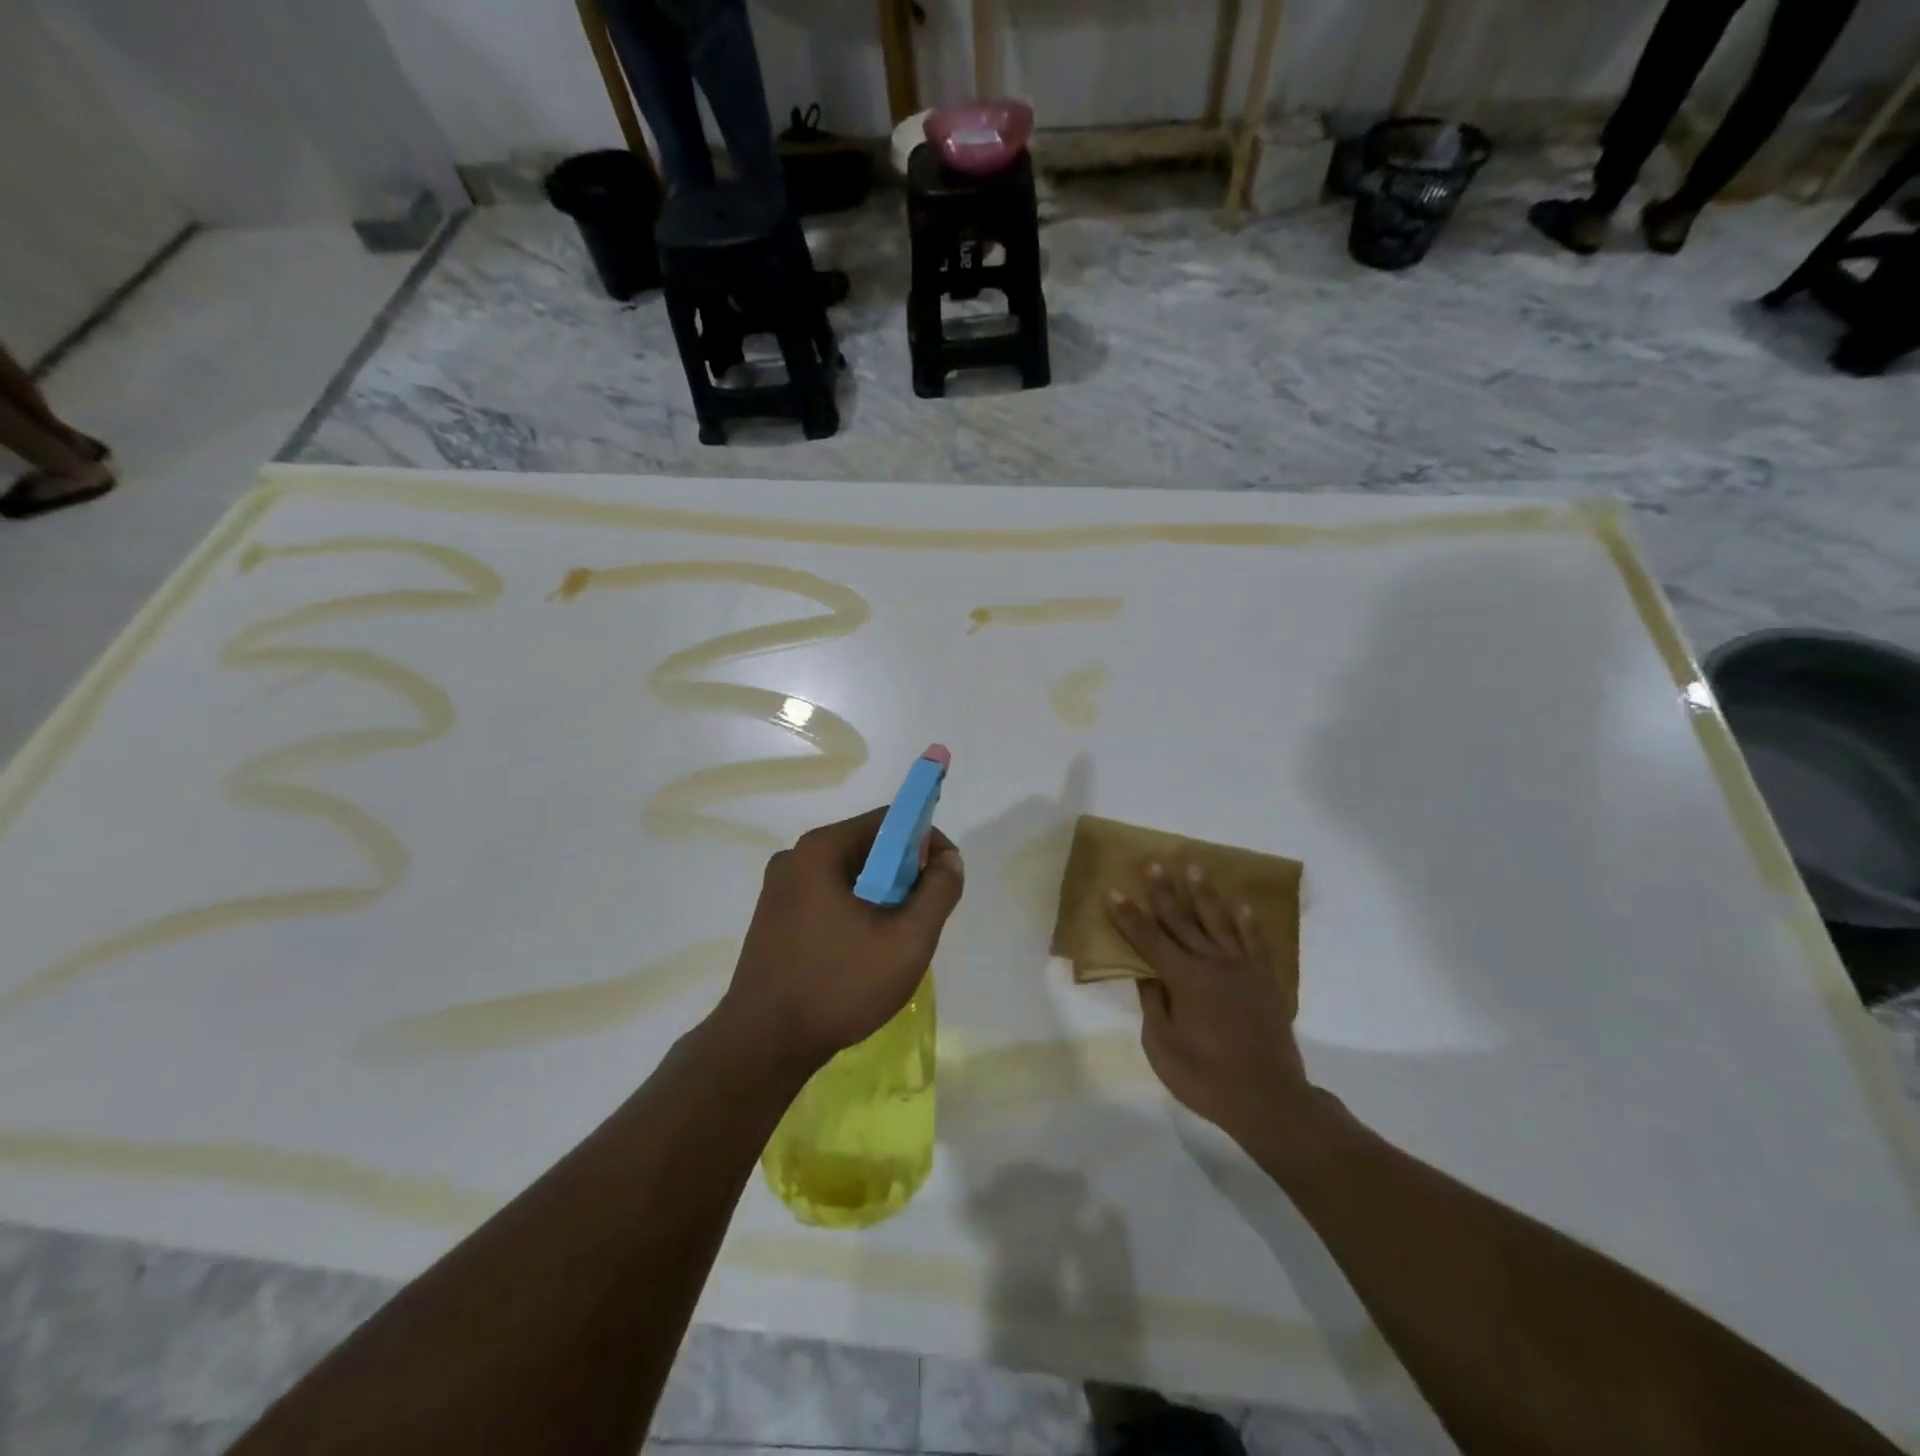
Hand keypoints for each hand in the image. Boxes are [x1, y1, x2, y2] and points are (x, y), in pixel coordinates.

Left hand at [717, 807, 964, 1075]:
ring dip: (880, 897)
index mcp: (821, 849)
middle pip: (867, 847)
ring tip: (894, 942)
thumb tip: (949, 860)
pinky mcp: (772, 918)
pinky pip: (826, 898)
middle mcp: (794, 858)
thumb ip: (938, 892)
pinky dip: (854, 912)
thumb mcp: (907, 940)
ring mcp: (778, 889)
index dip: (927, 842)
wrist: (763, 1046)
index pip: (889, 821)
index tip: (945, 879)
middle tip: (922, 918)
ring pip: (849, 876)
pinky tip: (861, 953)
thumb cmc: (839, 986)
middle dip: (904, 875)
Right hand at [1108, 860, 1311, 1150]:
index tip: (1114, 891)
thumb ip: (1153, 1005)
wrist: (1269, 1100)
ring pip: (1219, 921)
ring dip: (1203, 893)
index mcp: (1184, 979)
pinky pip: (1256, 942)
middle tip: (1153, 863)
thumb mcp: (1162, 1047)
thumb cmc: (1206, 1078)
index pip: (1149, 939)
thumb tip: (1147, 974)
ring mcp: (1243, 969)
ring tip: (1193, 866)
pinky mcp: (1266, 980)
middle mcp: (1213, 964)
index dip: (1128, 916)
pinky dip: (1248, 921)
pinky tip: (1242, 904)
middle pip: (1182, 920)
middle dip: (1163, 891)